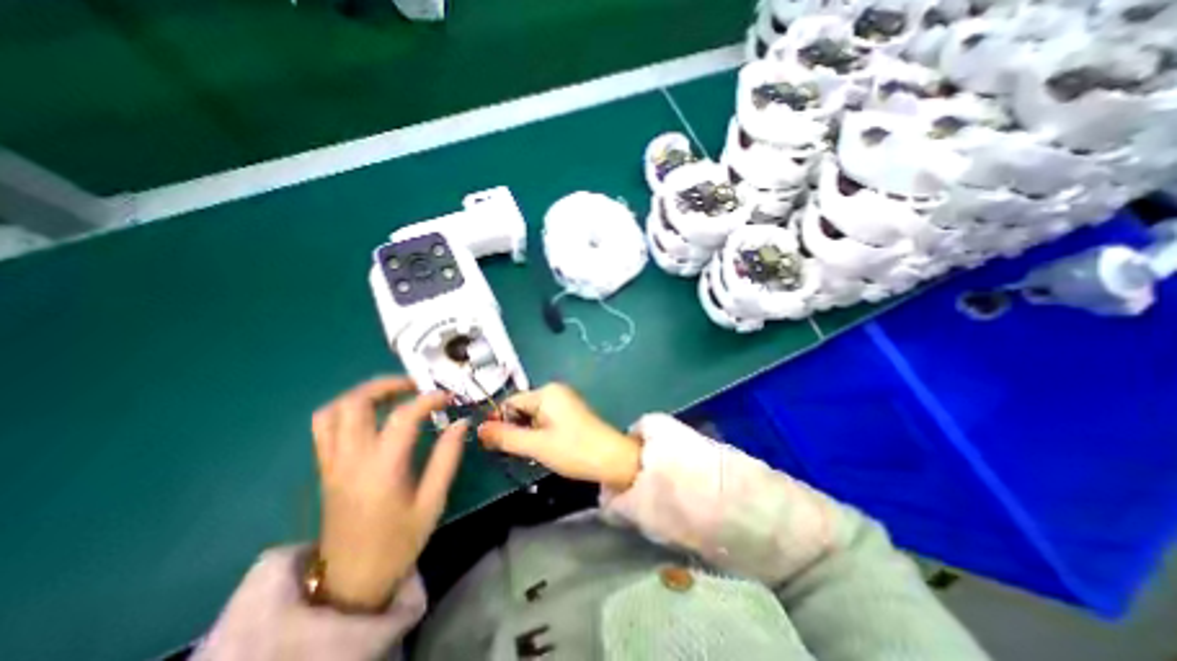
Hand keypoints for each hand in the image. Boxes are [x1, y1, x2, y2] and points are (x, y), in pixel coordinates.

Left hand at [310, 378, 466, 608]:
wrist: (353, 580)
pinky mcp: (325, 469)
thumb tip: (460, 422)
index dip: (428, 399)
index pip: (402, 417)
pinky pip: (324, 427)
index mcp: (381, 469)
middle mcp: (350, 460)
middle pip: (356, 403)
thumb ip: (447, 458)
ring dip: (363, 393)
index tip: (448, 396)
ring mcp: (332, 463)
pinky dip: (345, 409)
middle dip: (387, 385)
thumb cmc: (399, 541)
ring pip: (333, 411)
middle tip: (415, 385)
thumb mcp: (433, 501)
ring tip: (391, 393)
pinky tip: (369, 414)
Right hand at [477, 383, 642, 490]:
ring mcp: (565, 402)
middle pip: (521, 408)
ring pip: (532, 416)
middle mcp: (555, 391)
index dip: (498, 421)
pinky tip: (543, 449)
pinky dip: (538, 433)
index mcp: (546, 392)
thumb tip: (479, 429)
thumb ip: (505, 437)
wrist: (612, 459)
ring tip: (531, 453)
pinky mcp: (571, 413)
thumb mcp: (536, 445)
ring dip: (526, 433)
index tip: (491, 445)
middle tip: (514, 452)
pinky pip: (545, 419)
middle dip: (514, 429)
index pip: (510, 402)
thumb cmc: (573, 450)